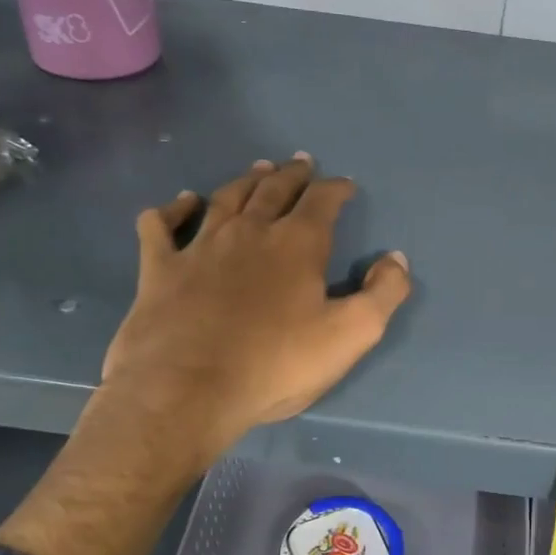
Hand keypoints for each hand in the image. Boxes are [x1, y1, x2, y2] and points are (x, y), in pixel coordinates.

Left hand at [0, 155, 409, 554]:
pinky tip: (182, 202)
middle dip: (292, 175)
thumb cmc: (276, 365)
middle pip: (274, 190)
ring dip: (245, 181)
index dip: (337, 189)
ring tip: (258, 169)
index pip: (322, 201)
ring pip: (226, 198)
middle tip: (300, 163)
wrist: (187, 391)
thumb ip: (383, 293)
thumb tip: (395, 259)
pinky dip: (172, 208)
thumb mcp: (351, 335)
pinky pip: (161, 225)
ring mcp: (200, 247)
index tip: (345, 185)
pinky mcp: (160, 269)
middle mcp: (249, 232)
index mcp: (297, 244)